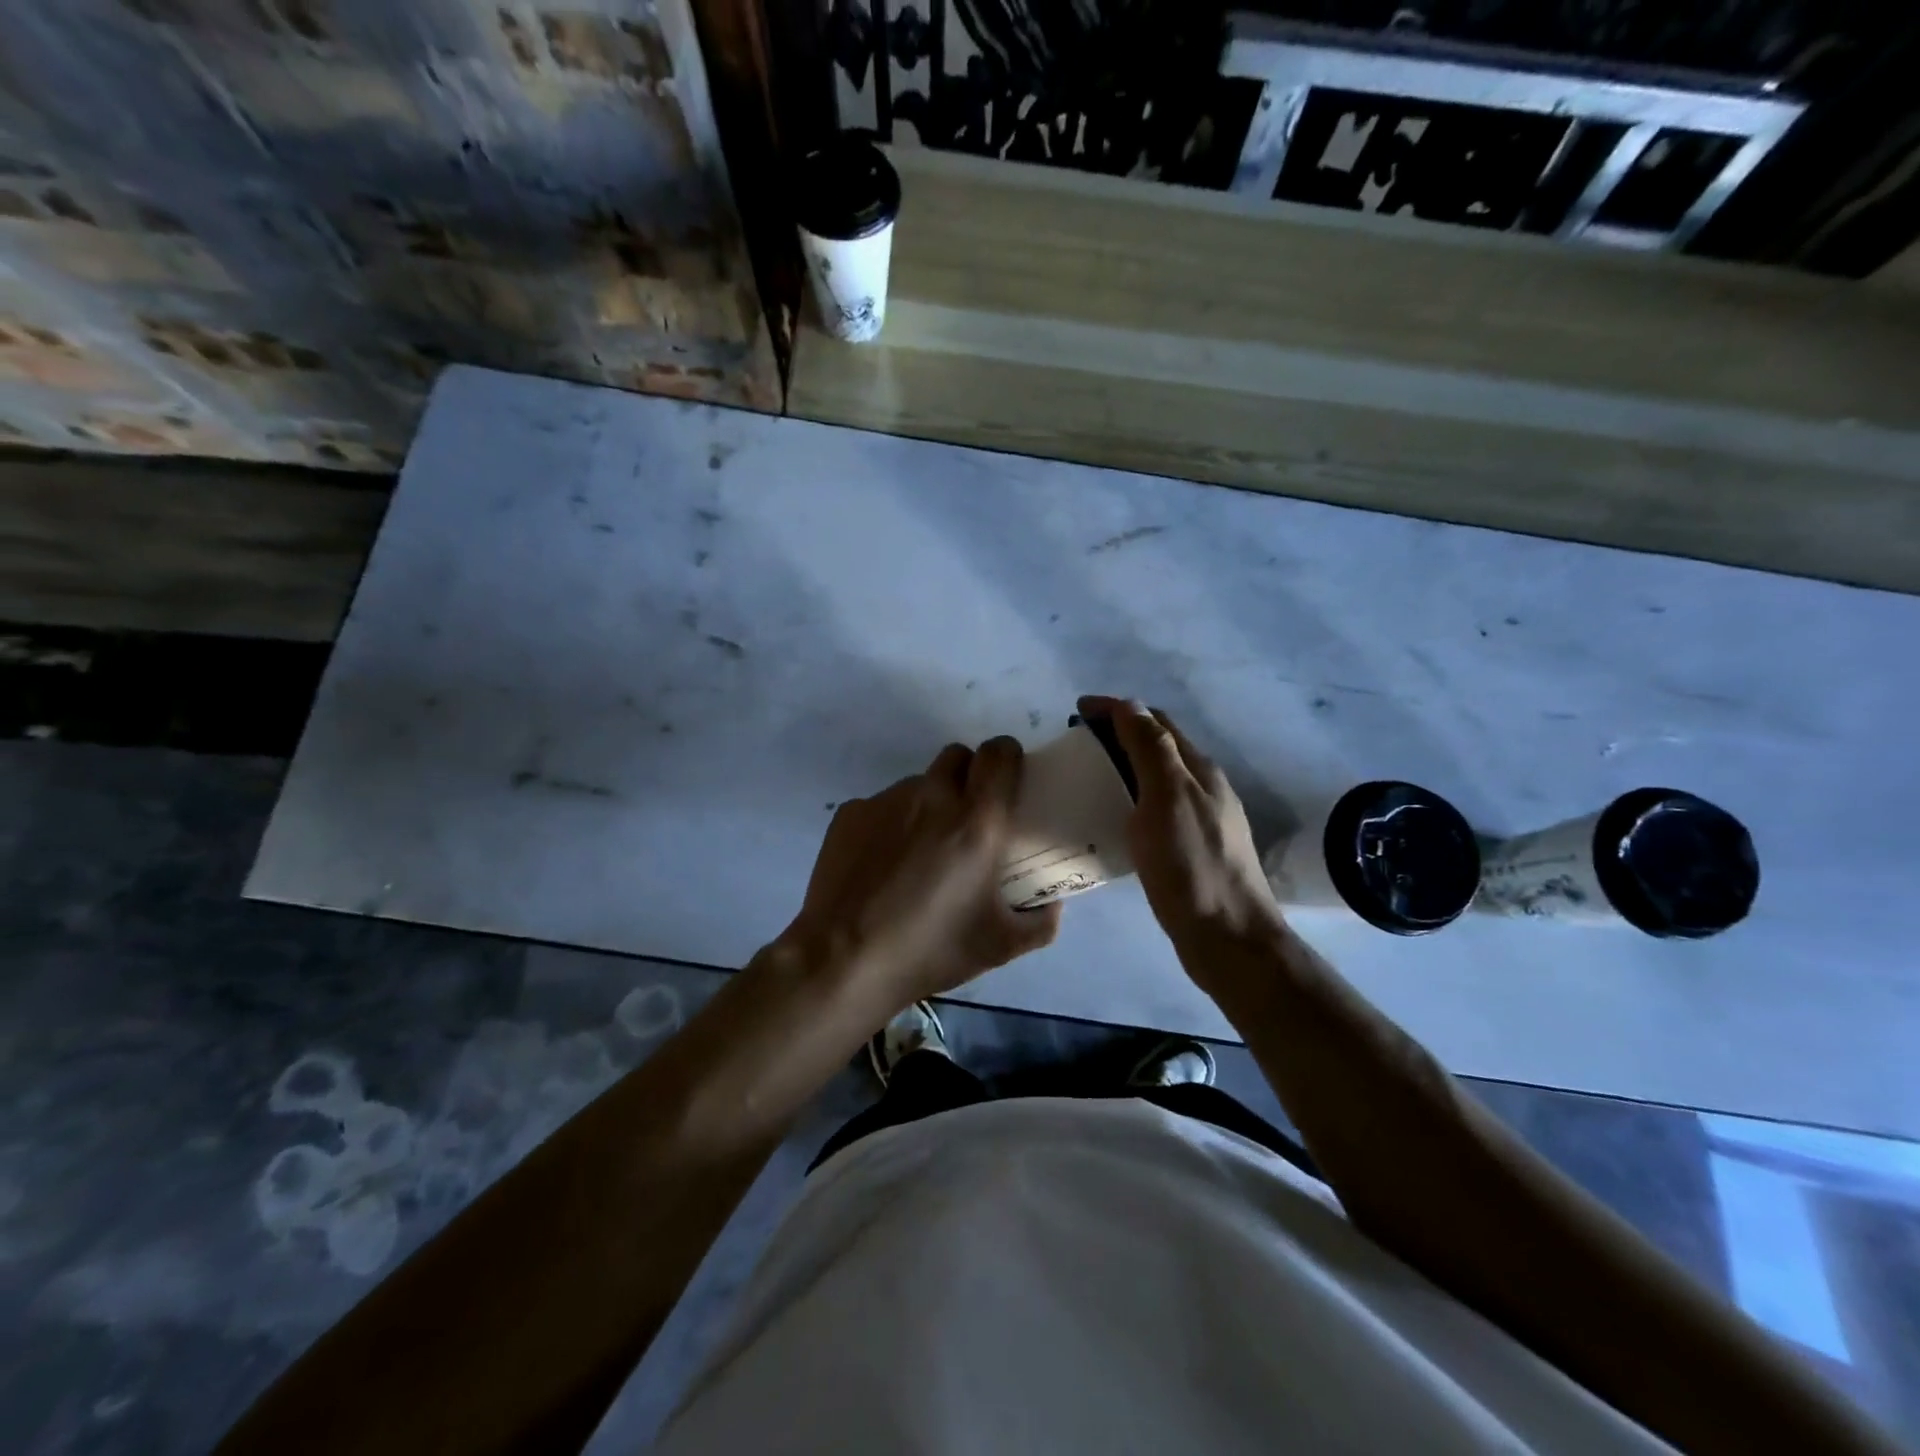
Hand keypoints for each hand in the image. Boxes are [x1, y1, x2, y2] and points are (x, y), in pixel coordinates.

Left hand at [780, 737, 1061, 1017]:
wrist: (843, 961)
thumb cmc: (930, 950)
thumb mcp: (1000, 946)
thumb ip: (1040, 922)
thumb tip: (1051, 903)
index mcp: (976, 821)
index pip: (999, 753)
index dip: (1007, 757)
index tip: (1009, 780)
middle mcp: (932, 797)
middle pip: (957, 756)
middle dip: (969, 775)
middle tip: (969, 816)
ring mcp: (885, 801)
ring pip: (918, 783)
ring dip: (929, 803)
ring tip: (919, 851)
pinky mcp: (850, 814)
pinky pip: (882, 805)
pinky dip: (891, 824)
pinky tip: (882, 864)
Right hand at [1078, 697, 1281, 950]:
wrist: (1228, 938)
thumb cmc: (1192, 866)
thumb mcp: (1167, 799)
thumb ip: (1151, 750)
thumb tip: (1130, 705)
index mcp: (1198, 769)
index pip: (1154, 721)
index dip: (1116, 709)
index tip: (1076, 711)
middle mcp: (1203, 787)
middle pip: (1158, 746)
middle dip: (1118, 733)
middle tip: (1077, 743)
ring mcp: (1201, 819)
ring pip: (1157, 777)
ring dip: (1123, 766)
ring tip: (1087, 776)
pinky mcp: (1192, 848)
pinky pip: (1156, 808)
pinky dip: (1130, 798)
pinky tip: (1112, 818)